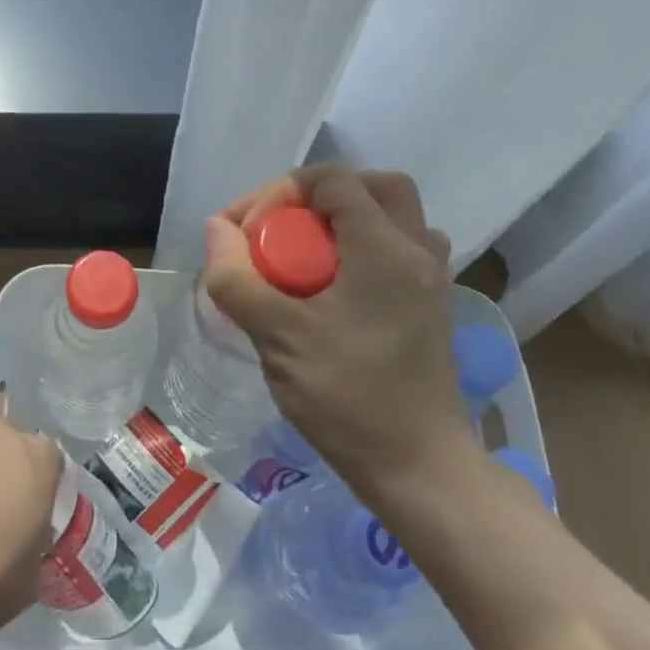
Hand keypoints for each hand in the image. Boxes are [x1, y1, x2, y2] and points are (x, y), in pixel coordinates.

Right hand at [203, 165, 478, 506]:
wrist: (420, 469)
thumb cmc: (348, 398)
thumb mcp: (278, 337)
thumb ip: (238, 279)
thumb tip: (217, 230)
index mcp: (385, 247)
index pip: (332, 180)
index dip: (280, 192)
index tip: (248, 234)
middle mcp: (417, 250)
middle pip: (371, 186)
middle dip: (318, 197)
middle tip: (281, 231)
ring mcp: (432, 278)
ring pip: (390, 215)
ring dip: (345, 220)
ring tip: (305, 253)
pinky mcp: (431, 304)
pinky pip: (398, 248)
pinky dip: (363, 247)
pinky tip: (333, 286)